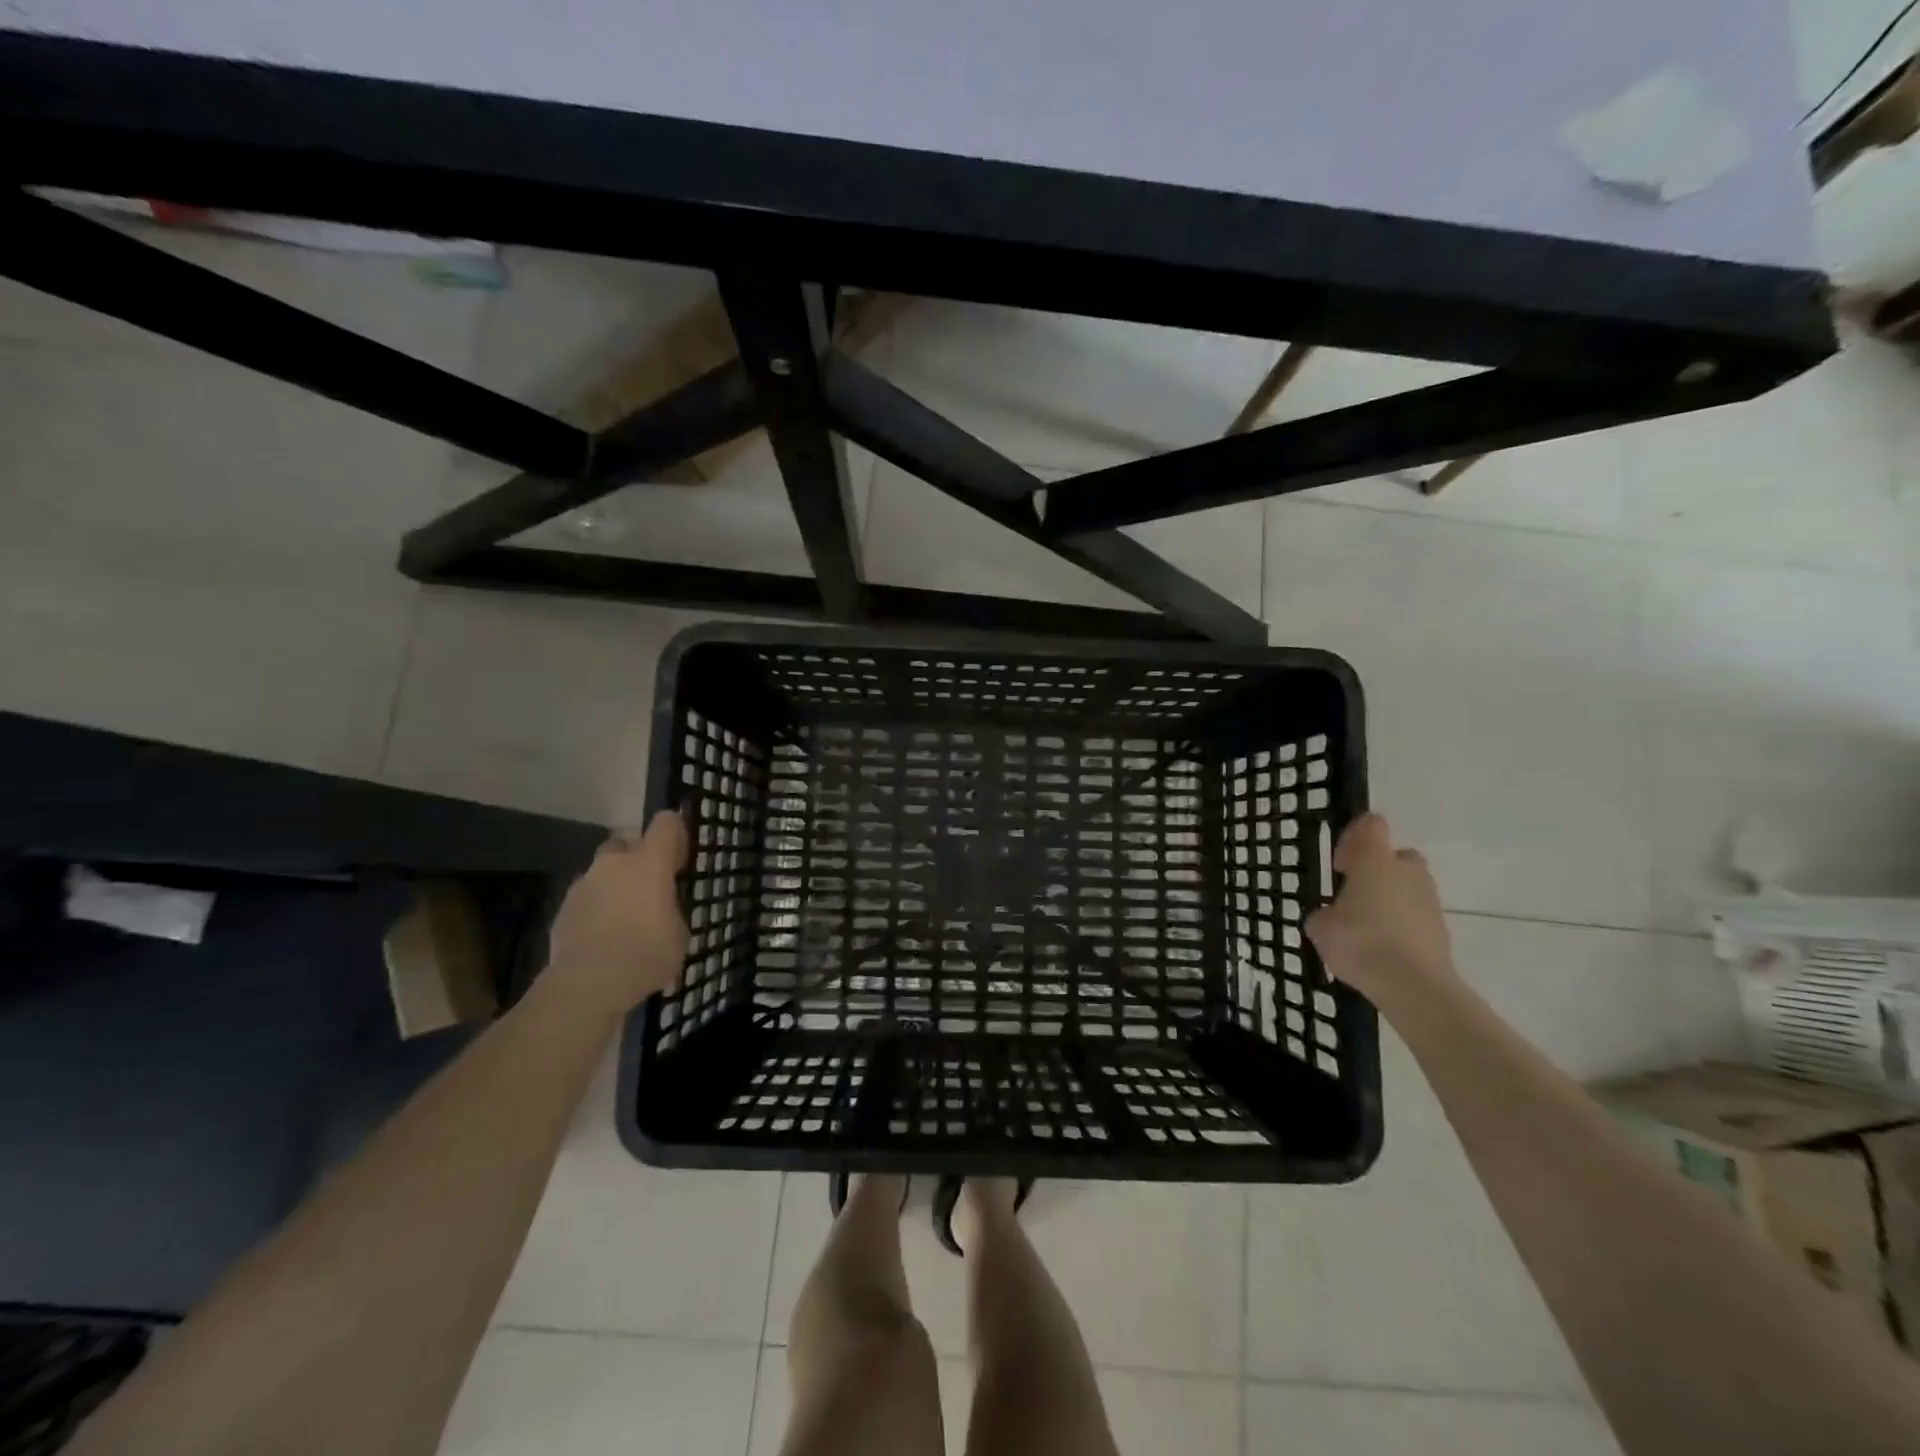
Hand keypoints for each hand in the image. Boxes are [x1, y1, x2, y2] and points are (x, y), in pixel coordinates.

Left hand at [544, 811, 689, 1020]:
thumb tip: (662, 909)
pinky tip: (601, 939)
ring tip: (622, 919)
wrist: (590, 983)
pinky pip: (584, 901)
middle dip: (634, 859)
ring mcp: (583, 885)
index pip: (665, 823)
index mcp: (649, 862)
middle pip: (624, 843)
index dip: (674, 832)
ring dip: (612, 887)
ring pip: (600, 874)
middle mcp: (614, 864)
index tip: (679, 855)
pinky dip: (593, 912)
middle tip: (647, 888)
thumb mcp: (679, 931)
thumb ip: (670, 910)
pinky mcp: (561, 911)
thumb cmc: (648, 952)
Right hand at [1304, 813, 1454, 1006]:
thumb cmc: (1360, 941)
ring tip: (1367, 928)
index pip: (1371, 825)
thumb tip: (1331, 917)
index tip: (1340, 864)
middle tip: (1355, 894)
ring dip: (1391, 899)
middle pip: (1397, 856)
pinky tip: (1382, 949)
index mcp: (1375, 860)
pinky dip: (1402, 925)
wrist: (1413, 985)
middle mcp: (1407, 871)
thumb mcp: (1320, 926)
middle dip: (1378, 870)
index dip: (1354, 837)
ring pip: (1409, 887)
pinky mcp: (1442, 929)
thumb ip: (1324, 914)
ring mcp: (1429, 900)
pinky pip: (1417, 916)